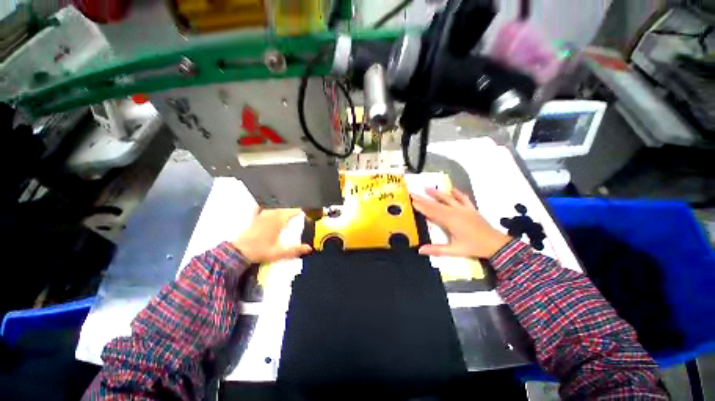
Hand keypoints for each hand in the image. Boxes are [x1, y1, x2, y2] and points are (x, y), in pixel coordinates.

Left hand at [232, 209, 312, 263]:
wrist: (238, 252)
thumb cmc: (259, 251)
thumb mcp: (279, 252)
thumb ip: (295, 250)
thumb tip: (309, 248)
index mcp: (279, 219)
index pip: (295, 210)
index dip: (302, 212)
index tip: (307, 215)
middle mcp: (272, 213)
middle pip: (287, 207)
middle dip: (294, 211)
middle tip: (299, 217)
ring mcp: (262, 214)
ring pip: (277, 207)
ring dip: (283, 209)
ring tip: (288, 217)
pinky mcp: (255, 217)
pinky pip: (264, 208)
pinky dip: (270, 208)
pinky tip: (272, 212)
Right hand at [411, 188, 511, 258]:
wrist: (496, 244)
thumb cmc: (474, 247)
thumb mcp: (454, 250)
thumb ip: (436, 250)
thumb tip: (420, 250)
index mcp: (449, 220)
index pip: (431, 212)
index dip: (420, 206)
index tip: (411, 201)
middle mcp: (455, 212)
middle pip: (436, 204)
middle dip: (423, 198)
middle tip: (413, 193)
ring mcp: (464, 209)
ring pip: (448, 198)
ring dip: (437, 193)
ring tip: (427, 188)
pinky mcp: (471, 209)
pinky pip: (463, 198)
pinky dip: (457, 193)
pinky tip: (452, 190)